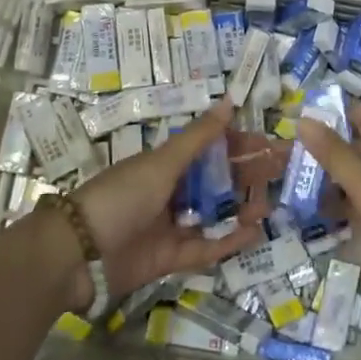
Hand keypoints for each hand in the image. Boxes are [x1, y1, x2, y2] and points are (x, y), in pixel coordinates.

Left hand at [67, 98, 285, 304]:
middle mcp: (171, 192)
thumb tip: (229, 101)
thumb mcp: (161, 163)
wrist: (77, 253)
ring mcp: (171, 226)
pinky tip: (253, 233)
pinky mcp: (171, 258)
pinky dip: (228, 242)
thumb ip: (198, 137)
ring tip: (270, 205)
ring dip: (242, 209)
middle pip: (218, 182)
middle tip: (283, 174)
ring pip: (215, 215)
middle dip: (249, 176)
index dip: (241, 146)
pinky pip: (206, 248)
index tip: (271, 144)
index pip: (211, 150)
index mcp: (167, 164)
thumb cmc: (120, 196)